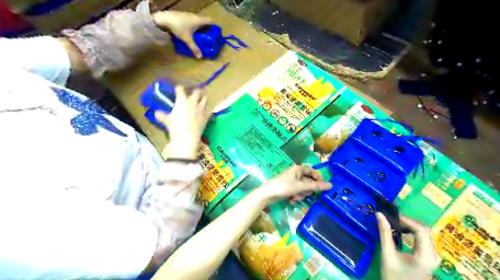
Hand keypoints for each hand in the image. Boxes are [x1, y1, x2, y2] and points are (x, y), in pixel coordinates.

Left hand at [151, 10, 211, 58]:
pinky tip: (189, 31)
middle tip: (207, 35)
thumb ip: (194, 48)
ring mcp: (188, 14)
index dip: (214, 26)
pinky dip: (192, 25)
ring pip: (197, 20)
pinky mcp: (182, 15)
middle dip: (206, 27)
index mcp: (199, 21)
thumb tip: (200, 57)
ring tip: (199, 34)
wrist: (164, 18)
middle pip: (204, 20)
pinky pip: (191, 20)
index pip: (210, 21)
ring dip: (199, 26)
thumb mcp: (187, 40)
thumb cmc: (179, 28)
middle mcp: (195, 16)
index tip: (214, 31)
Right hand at [156, 86, 210, 159]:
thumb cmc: (176, 127)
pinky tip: (205, 111)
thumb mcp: (167, 121)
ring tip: (200, 100)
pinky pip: (209, 110)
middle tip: (193, 92)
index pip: (181, 89)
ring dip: (203, 98)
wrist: (187, 137)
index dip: (179, 87)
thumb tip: (156, 113)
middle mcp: (193, 102)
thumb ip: (162, 116)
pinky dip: (207, 110)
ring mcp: (201, 109)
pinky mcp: (207, 116)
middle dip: (195, 90)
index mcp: (182, 101)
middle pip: (197, 91)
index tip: (178, 88)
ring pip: (205, 99)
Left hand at [258, 165, 330, 202]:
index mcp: (298, 169)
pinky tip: (291, 200)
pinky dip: (296, 196)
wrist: (268, 194)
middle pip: (309, 181)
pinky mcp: (288, 187)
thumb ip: (316, 186)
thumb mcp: (301, 187)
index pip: (313, 171)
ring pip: (303, 188)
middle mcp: (295, 173)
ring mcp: (291, 180)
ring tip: (295, 198)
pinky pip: (297, 191)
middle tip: (304, 194)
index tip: (322, 188)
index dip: (318, 179)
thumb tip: (331, 185)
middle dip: (307, 190)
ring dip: (301, 194)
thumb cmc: (284, 187)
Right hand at [377, 214, 438, 279]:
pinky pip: (425, 239)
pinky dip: (413, 232)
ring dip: (411, 226)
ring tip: (395, 223)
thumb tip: (379, 214)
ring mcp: (434, 257)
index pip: (421, 230)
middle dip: (408, 221)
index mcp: (425, 255)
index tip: (392, 216)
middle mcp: (434, 255)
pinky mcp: (430, 258)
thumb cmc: (393, 275)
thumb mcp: (387, 254)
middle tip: (392, 219)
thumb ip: (384, 233)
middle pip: (425, 230)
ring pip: (425, 233)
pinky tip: (402, 231)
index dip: (407, 220)